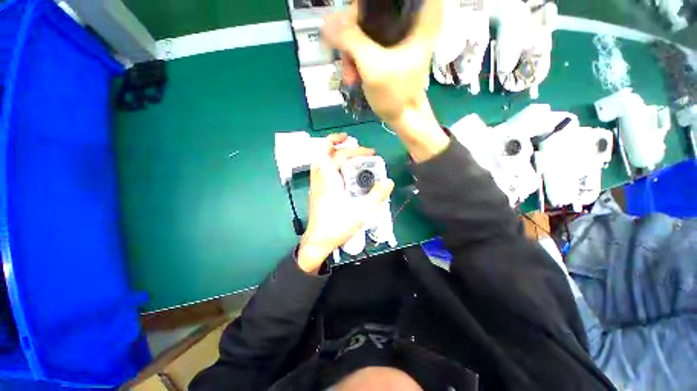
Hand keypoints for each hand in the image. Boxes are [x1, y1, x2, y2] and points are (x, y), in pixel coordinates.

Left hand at [297, 134, 394, 273]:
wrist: (318, 242)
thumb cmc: (337, 226)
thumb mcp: (362, 211)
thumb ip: (377, 195)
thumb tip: (389, 181)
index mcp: (328, 179)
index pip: (335, 152)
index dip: (352, 147)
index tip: (368, 151)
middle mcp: (319, 178)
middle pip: (324, 152)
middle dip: (341, 144)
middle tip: (357, 147)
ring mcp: (315, 185)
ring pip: (320, 160)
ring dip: (333, 152)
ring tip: (349, 154)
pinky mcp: (316, 191)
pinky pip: (321, 169)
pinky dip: (330, 163)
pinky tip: (342, 172)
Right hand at [321, 0, 442, 124]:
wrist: (404, 117)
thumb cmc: (395, 94)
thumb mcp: (372, 66)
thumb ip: (349, 40)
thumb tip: (326, 20)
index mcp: (418, 16)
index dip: (361, 8)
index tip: (349, 25)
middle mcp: (411, 19)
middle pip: (371, 10)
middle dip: (351, 34)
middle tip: (345, 57)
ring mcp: (399, 35)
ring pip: (365, 28)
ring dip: (351, 51)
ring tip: (349, 75)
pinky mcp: (390, 48)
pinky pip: (366, 43)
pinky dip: (356, 58)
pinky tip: (353, 75)